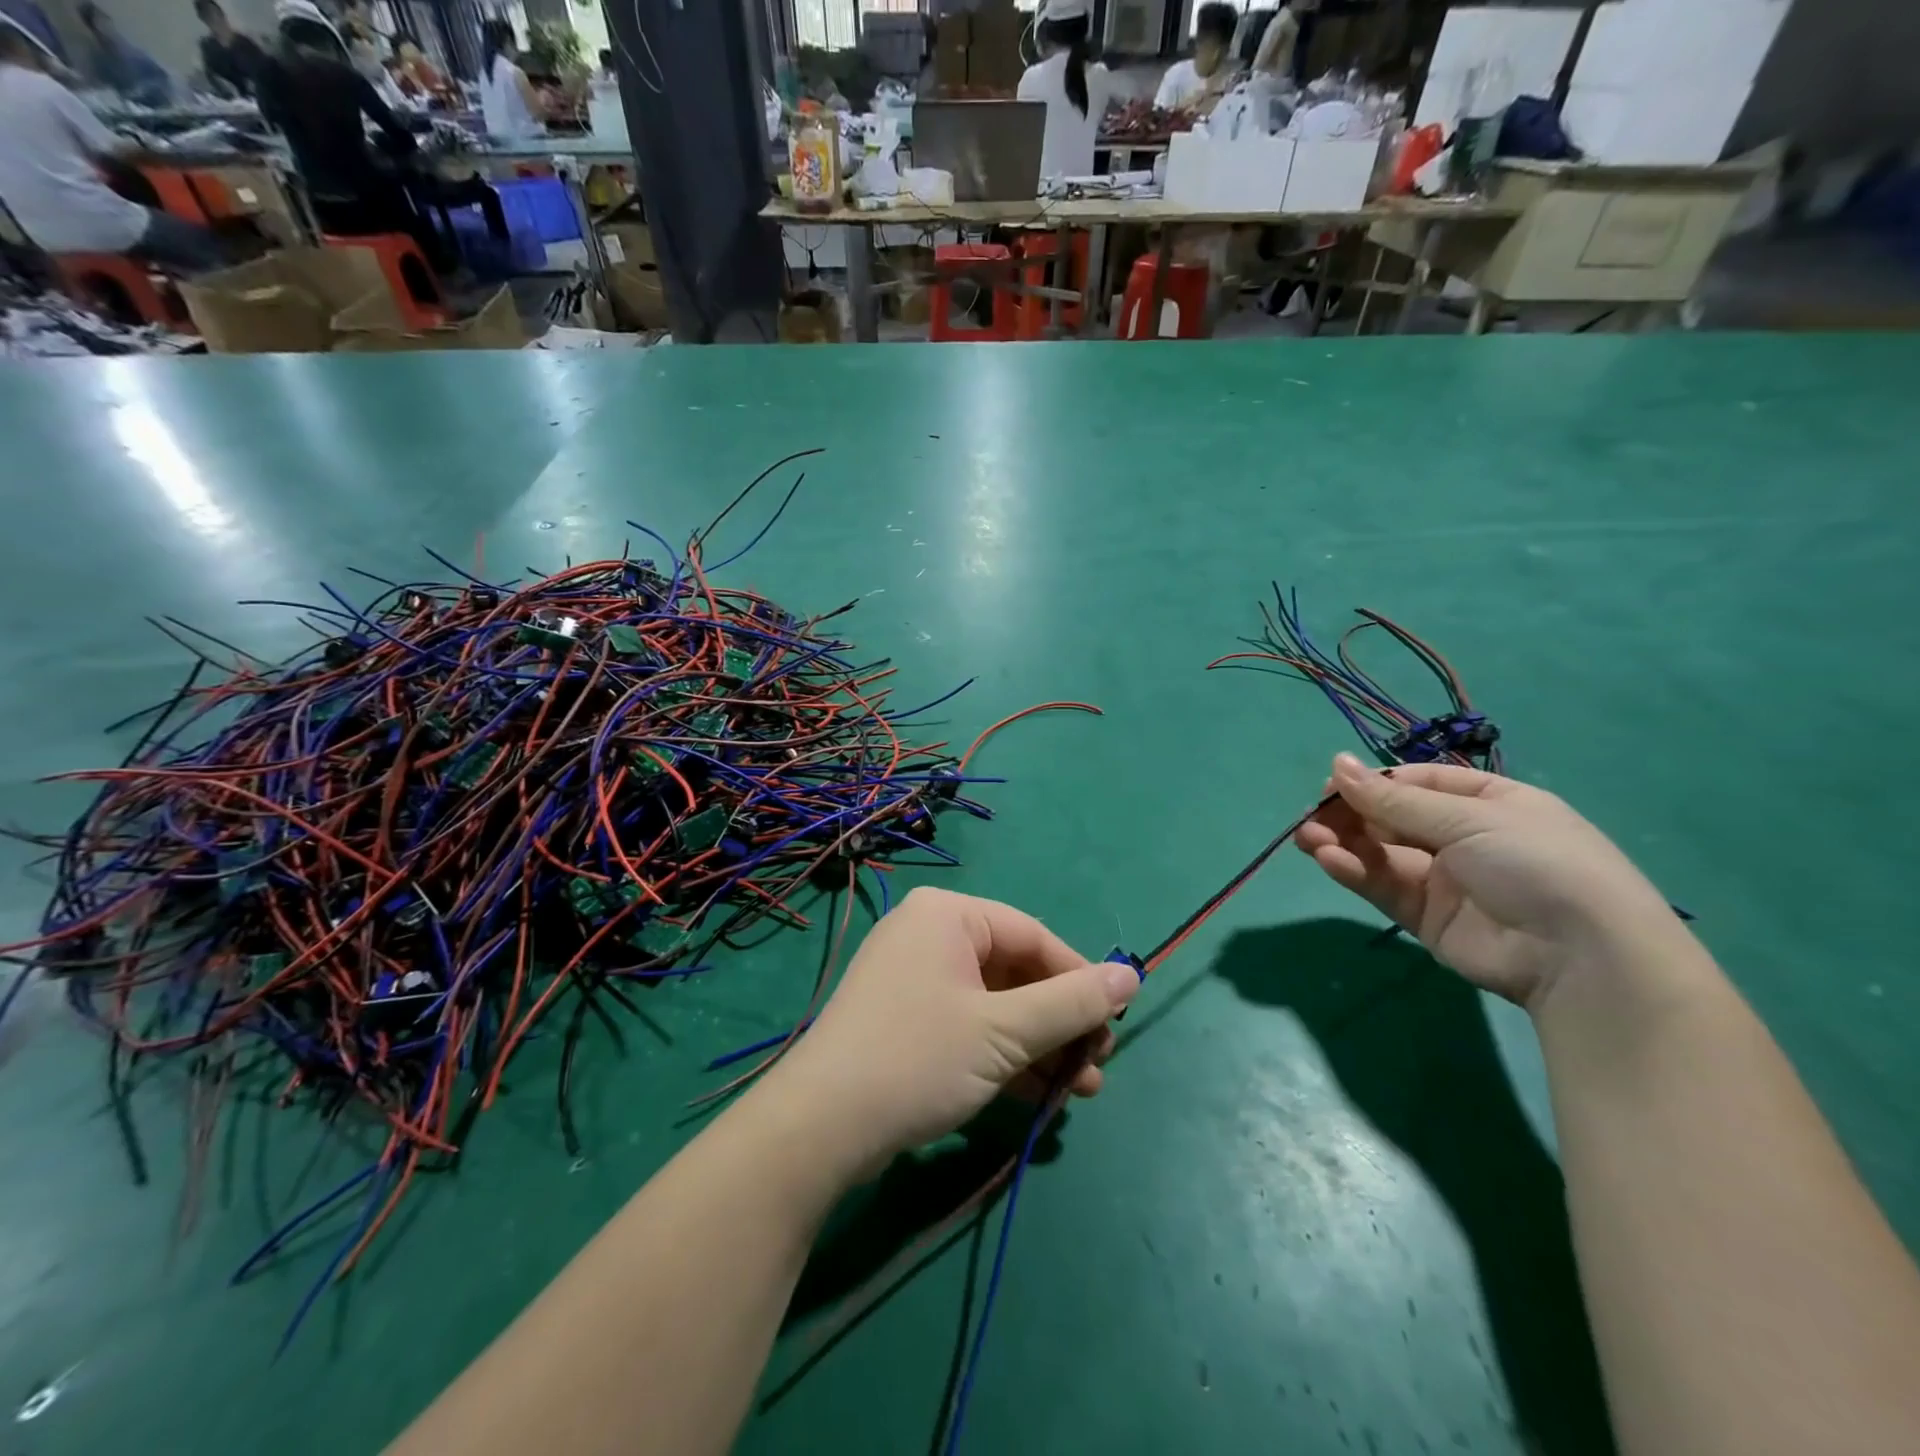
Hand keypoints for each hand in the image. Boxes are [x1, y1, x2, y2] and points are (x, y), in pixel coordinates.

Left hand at [759, 887, 1138, 1176]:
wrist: (818, 1128)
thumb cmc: (918, 1058)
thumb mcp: (1004, 1032)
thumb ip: (1071, 1003)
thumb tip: (1132, 975)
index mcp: (948, 914)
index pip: (1033, 936)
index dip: (1080, 979)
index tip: (1115, 1023)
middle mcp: (929, 935)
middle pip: (1015, 971)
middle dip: (1060, 1022)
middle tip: (1098, 1064)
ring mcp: (914, 979)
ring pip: (995, 1005)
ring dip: (1039, 1046)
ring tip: (1081, 1090)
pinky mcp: (905, 1021)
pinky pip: (969, 1027)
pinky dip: (1005, 1057)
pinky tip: (1042, 1096)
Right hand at [1297, 753, 1682, 1009]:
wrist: (1581, 957)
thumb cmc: (1536, 863)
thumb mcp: (1468, 818)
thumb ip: (1394, 799)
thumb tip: (1337, 763)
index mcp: (1488, 802)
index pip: (1417, 782)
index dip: (1374, 782)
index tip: (1332, 784)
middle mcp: (1464, 837)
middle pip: (1392, 817)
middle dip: (1350, 813)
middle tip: (1312, 815)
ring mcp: (1444, 879)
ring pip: (1380, 852)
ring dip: (1342, 841)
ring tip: (1308, 838)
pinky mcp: (1426, 917)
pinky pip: (1383, 885)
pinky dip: (1353, 870)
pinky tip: (1328, 859)